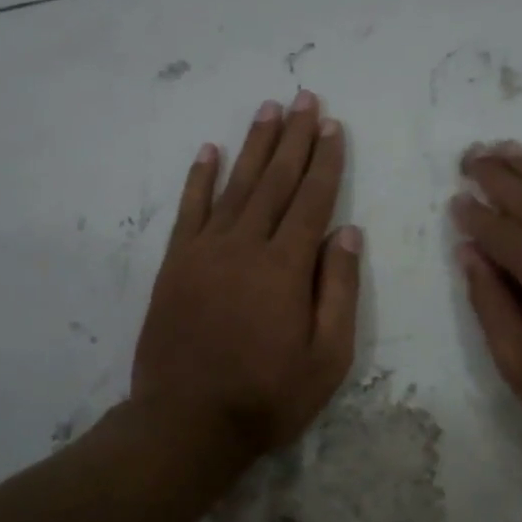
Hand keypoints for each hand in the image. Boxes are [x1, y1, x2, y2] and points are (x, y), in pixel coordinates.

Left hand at [133, 91, 361, 466]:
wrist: (186, 423)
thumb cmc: (268, 395)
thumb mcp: (327, 356)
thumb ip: (338, 289)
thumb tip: (346, 232)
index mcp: (285, 267)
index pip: (312, 199)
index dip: (325, 161)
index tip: (333, 126)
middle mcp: (244, 245)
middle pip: (275, 180)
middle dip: (294, 137)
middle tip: (305, 99)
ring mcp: (204, 252)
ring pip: (235, 185)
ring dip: (254, 145)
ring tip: (268, 109)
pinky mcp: (175, 264)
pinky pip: (189, 210)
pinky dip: (199, 178)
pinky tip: (209, 151)